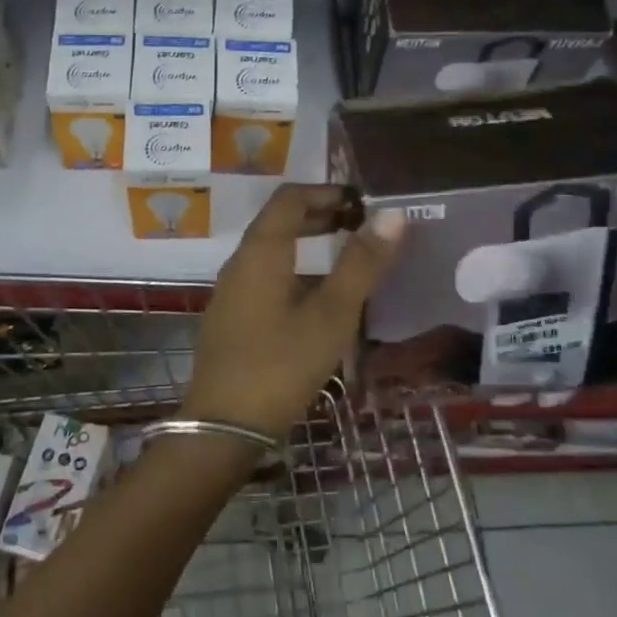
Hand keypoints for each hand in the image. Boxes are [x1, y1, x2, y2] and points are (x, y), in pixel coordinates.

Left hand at [186, 184, 405, 439]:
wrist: (223, 424)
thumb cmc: (281, 364)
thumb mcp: (331, 315)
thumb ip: (361, 264)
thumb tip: (392, 215)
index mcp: (261, 252)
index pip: (290, 198)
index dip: (326, 191)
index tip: (361, 203)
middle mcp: (240, 263)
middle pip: (277, 221)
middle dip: (318, 215)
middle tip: (359, 225)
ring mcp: (231, 291)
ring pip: (270, 250)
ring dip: (306, 243)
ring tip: (345, 257)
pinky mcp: (231, 317)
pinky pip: (264, 276)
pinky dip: (293, 269)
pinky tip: (316, 298)